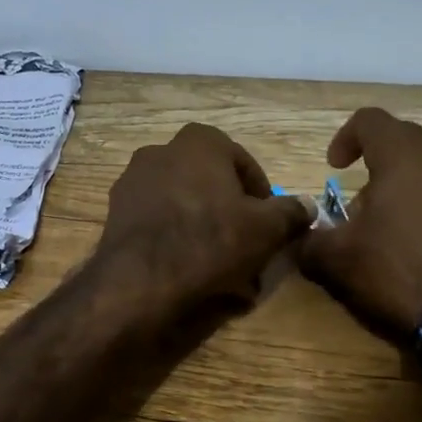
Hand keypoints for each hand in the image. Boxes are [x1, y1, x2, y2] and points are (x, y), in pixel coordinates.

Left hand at [95, 123, 312, 316]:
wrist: (142, 280)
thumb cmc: (211, 240)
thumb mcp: (267, 228)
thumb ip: (291, 212)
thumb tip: (306, 206)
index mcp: (199, 141)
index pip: (243, 162)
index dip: (261, 195)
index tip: (270, 224)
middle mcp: (161, 150)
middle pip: (210, 182)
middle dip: (229, 211)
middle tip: (245, 244)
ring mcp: (132, 181)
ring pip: (182, 203)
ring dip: (203, 227)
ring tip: (219, 265)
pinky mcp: (115, 213)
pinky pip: (157, 222)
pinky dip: (175, 240)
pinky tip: (189, 270)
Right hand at [300, 107, 421, 341]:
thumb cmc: (402, 272)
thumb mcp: (338, 261)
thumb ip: (311, 240)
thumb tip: (301, 236)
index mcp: (406, 152)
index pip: (369, 121)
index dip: (346, 139)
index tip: (336, 168)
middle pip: (408, 146)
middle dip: (383, 171)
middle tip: (368, 210)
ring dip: (420, 187)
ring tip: (407, 227)